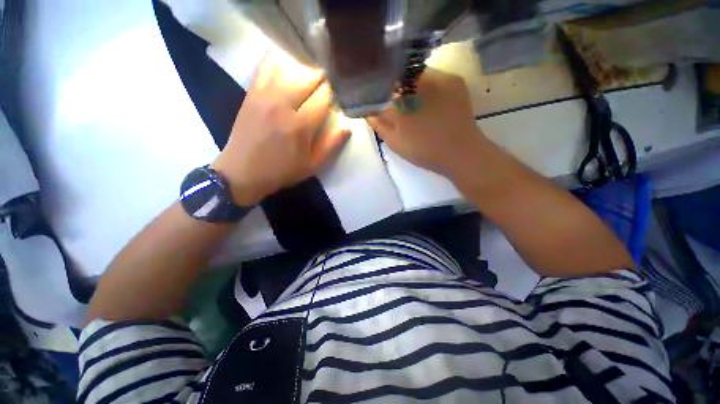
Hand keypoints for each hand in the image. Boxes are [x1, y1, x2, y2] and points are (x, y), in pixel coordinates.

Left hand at [212, 50, 349, 205]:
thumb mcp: (312, 165)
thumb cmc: (282, 171)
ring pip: (290, 66)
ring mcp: (264, 95)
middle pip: (309, 76)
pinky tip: (288, 68)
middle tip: (325, 89)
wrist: (242, 172)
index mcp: (300, 125)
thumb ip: (331, 145)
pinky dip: (280, 62)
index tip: (336, 99)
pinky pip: (267, 66)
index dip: (334, 94)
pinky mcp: (251, 92)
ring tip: (309, 80)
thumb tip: (347, 126)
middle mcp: (283, 104)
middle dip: (322, 79)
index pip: (324, 96)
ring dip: (304, 70)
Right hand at [366, 68, 483, 177]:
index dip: (376, 91)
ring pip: (415, 74)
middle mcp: (418, 81)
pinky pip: (432, 75)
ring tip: (410, 101)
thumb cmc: (424, 151)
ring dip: (408, 84)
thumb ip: (378, 124)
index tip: (375, 99)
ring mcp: (439, 77)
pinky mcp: (454, 80)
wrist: (461, 152)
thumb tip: (368, 110)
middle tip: (393, 100)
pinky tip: (426, 98)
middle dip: (392, 86)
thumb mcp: (395, 142)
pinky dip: (425, 83)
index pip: (381, 87)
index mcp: (401, 100)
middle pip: (397, 75)